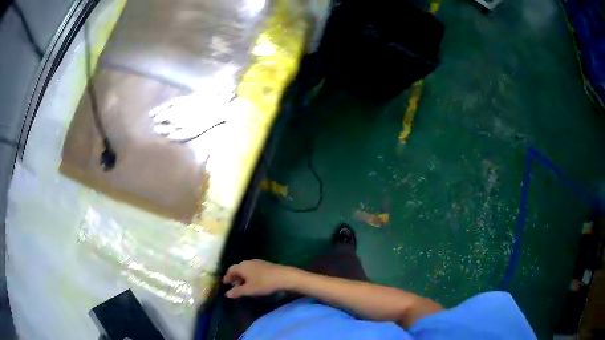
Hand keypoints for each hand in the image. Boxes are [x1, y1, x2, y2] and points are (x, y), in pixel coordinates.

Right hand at [222, 260, 299, 297]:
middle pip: (238, 268)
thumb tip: (227, 293)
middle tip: (233, 286)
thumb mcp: (249, 290)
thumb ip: (237, 291)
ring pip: (246, 269)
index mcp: (242, 266)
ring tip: (243, 285)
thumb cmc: (264, 283)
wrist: (284, 277)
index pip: (230, 270)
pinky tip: (254, 282)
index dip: (227, 277)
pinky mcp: (266, 265)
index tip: (225, 283)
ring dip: (243, 276)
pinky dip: (250, 275)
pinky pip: (253, 270)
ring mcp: (258, 262)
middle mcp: (248, 262)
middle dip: (234, 277)